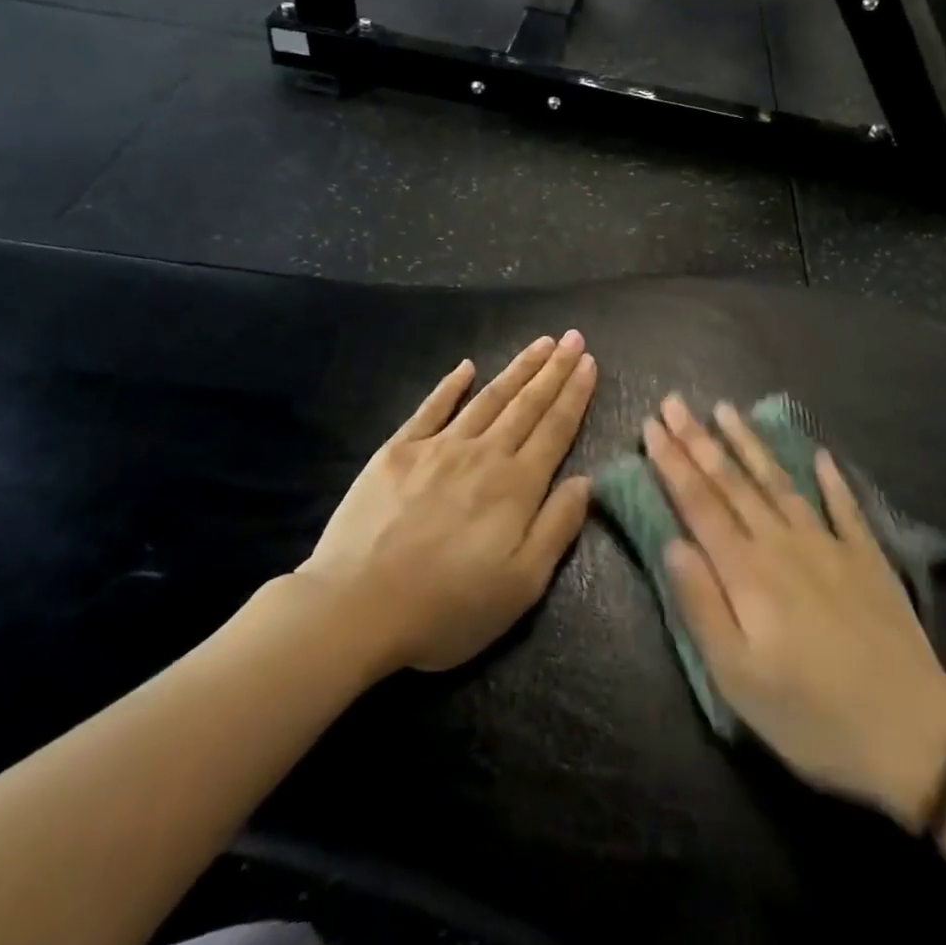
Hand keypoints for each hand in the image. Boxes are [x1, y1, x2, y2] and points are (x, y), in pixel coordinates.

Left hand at [299, 333, 597, 673]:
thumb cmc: (447, 607)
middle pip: (526, 404)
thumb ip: (557, 528)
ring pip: (488, 398)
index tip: (589, 362)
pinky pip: (431, 408)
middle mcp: (483, 454)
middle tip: (573, 337)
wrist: (356, 607)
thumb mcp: (521, 585)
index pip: (555, 428)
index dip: (575, 394)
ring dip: (517, 369)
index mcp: (516, 486)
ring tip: (540, 343)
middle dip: (553, 369)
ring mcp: (437, 447)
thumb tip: (587, 481)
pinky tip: (466, 367)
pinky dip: (451, 385)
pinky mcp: (397, 451)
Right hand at [646, 395, 945, 827]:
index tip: (651, 426)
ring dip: (749, 443)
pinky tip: (819, 454)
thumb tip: (671, 542)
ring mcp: (829, 545)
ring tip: (726, 409)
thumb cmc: (811, 716)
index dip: (672, 462)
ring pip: (779, 481)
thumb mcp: (737, 678)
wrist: (914, 734)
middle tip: (674, 402)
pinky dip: (830, 477)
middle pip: (733, 482)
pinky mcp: (867, 557)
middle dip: (698, 439)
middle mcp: (783, 543)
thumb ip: (701, 605)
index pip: (699, 503)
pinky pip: (844, 506)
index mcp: (747, 572)